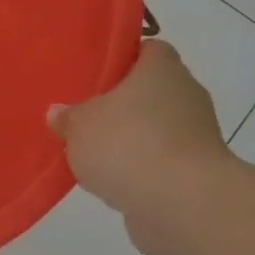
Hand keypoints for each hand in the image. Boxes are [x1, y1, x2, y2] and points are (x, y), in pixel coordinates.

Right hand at [47, 40, 234, 254]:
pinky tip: (109, 180)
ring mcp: (195, 136)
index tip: (94, 72)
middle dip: (119, 103)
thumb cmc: (129, 144)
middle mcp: (185, 95)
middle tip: (82, 111)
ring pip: (153, 128)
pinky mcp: (194, 173)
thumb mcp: (80, 124)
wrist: (182, 205)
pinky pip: (158, 161)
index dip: (122, 57)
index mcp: (162, 69)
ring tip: (90, 151)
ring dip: (128, 139)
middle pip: (149, 91)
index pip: (147, 49)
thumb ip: (68, 116)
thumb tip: (59, 113)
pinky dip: (138, 169)